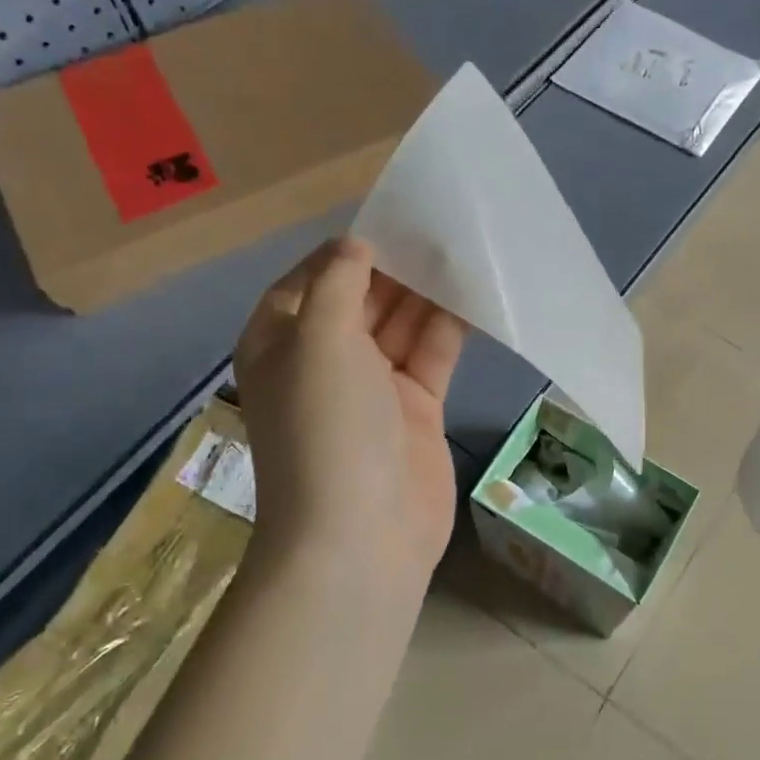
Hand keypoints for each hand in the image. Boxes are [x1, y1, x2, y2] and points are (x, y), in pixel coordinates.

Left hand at [233, 238, 467, 591]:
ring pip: (401, 326)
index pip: (308, 282)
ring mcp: (373, 387)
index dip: (344, 254)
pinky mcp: (416, 408)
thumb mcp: (317, 340)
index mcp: (282, 344)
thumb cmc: (327, 427)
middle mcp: (324, 361)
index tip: (388, 224)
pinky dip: (450, 329)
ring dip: (427, 295)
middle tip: (439, 231)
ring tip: (464, 253)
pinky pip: (432, 356)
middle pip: (361, 300)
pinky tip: (477, 298)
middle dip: (395, 269)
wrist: (362, 535)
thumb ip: (337, 285)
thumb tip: (356, 248)